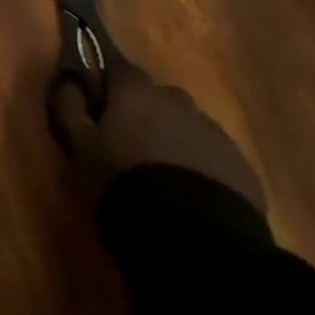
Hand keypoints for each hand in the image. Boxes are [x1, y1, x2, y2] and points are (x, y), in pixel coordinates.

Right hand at [51, 60, 265, 211]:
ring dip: (178, 140)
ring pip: (191, 127)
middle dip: (148, 113)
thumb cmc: (126, 184)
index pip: (120, 70)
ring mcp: (216, 136)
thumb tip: (69, 80)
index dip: (110, 89)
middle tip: (135, 147)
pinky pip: (218, 159)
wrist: (198, 244)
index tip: (102, 114)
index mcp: (137, 90)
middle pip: (160, 97)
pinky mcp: (245, 173)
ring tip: (167, 177)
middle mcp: (178, 101)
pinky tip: (195, 198)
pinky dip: (205, 168)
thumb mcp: (80, 147)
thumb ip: (69, 106)